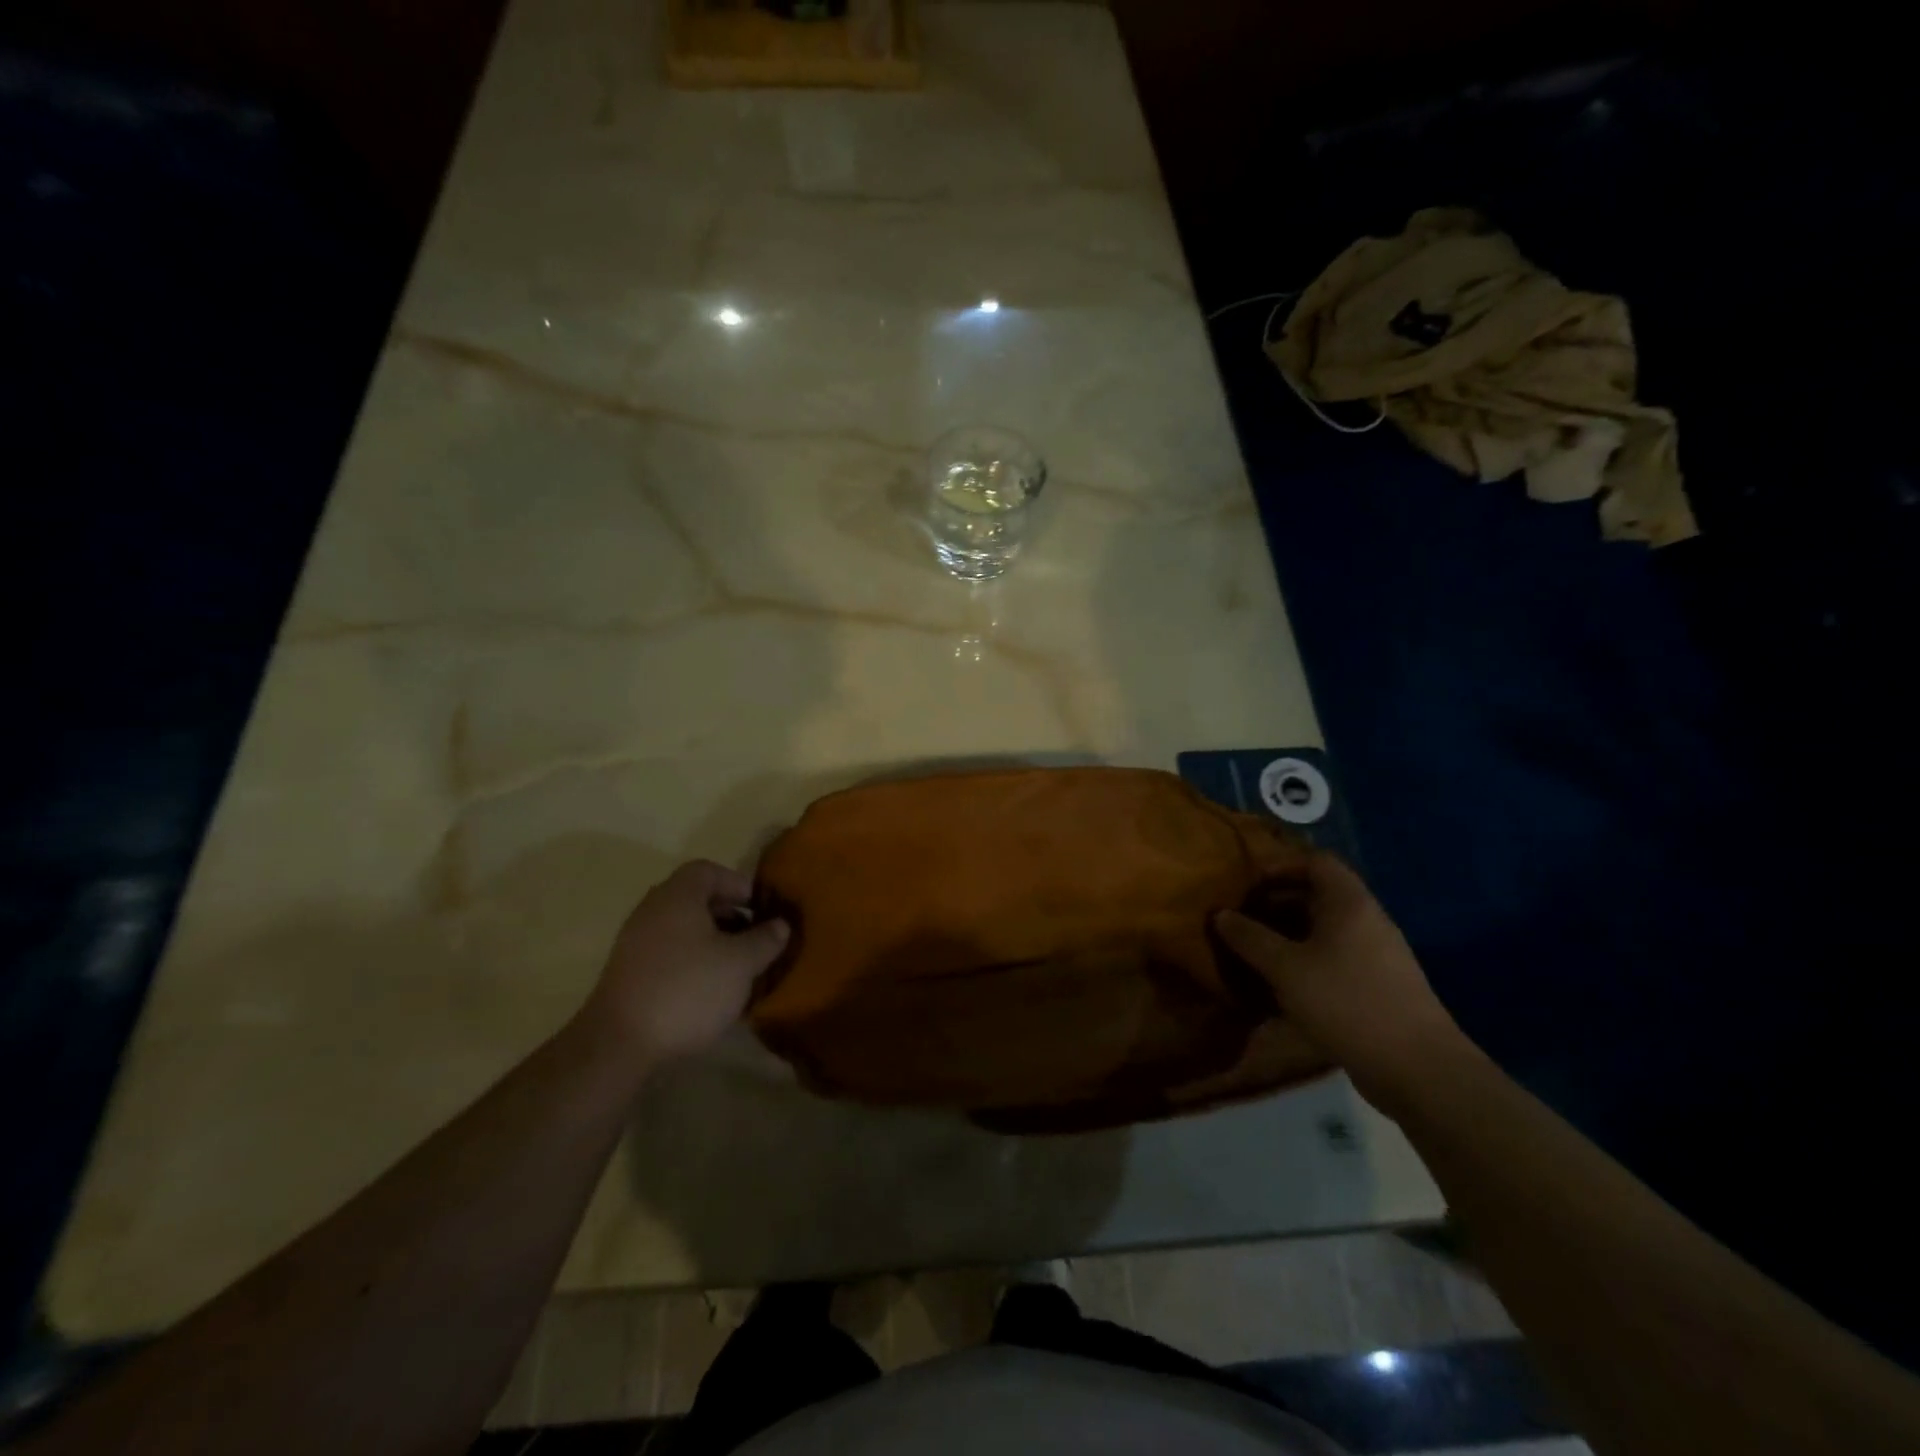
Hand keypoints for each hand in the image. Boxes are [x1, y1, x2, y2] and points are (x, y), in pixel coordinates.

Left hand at [582, 860, 789, 1062]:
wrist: (619, 1044)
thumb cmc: (688, 988)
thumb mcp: (740, 964)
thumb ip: (765, 940)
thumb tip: (780, 925)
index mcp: (678, 896)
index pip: (709, 870)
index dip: (738, 884)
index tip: (761, 908)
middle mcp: (653, 910)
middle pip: (695, 899)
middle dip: (729, 914)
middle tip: (754, 936)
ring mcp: (635, 942)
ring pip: (682, 928)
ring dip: (712, 940)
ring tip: (737, 966)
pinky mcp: (628, 973)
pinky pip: (668, 952)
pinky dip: (692, 960)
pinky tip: (709, 988)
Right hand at [1215, 852, 1463, 1116]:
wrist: (1418, 1069)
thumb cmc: (1347, 1002)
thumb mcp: (1286, 968)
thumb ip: (1250, 938)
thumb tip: (1220, 914)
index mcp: (1349, 903)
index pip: (1316, 861)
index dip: (1280, 866)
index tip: (1248, 886)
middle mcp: (1367, 920)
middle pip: (1318, 895)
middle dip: (1276, 904)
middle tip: (1242, 921)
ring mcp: (1377, 955)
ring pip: (1324, 930)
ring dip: (1288, 937)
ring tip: (1254, 954)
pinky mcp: (1378, 986)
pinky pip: (1335, 958)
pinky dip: (1306, 962)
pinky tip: (1282, 987)